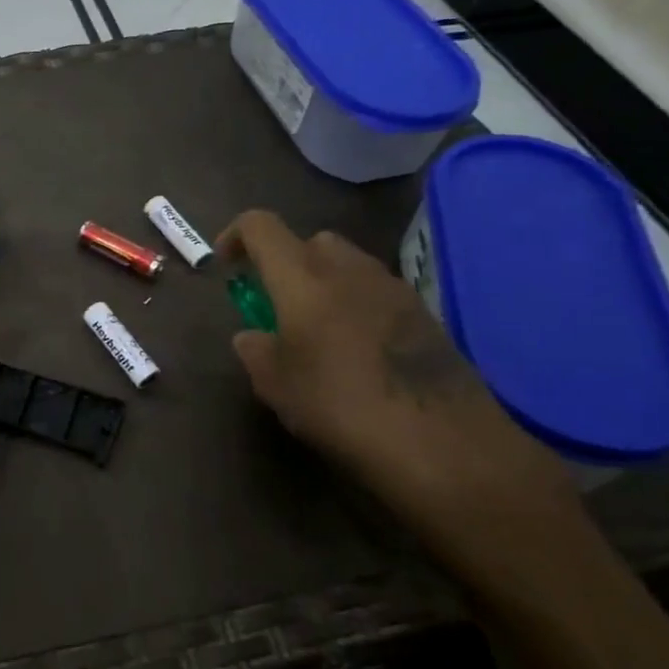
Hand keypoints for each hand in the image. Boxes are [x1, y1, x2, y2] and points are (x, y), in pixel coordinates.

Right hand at [216, 210, 573, 542]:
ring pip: (349, 264)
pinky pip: (378, 292)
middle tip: (276, 304)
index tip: (227, 266)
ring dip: (325, 284)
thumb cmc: (341, 407)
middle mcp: (349, 270)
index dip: (237, 236)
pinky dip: (357, 306)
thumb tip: (253, 336)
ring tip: (317, 332)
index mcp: (303, 279)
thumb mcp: (277, 387)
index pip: (261, 226)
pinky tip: (357, 352)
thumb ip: (256, 351)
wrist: (442, 443)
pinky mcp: (425, 315)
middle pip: (311, 241)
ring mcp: (394, 289)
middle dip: (287, 262)